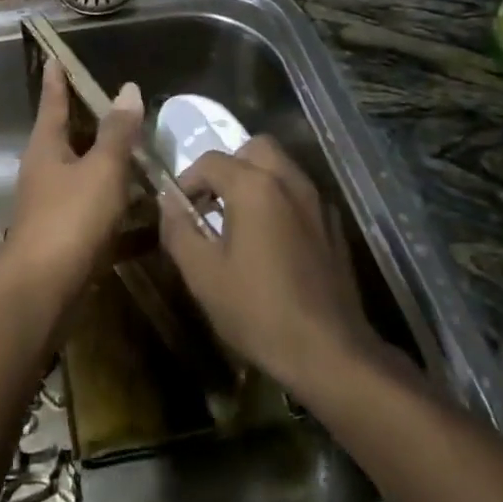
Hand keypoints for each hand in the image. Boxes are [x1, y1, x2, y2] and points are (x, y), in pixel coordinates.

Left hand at [3, 61, 144, 301]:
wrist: (42, 291)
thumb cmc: (70, 218)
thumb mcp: (102, 169)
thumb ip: (117, 132)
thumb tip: (127, 88)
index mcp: (46, 147)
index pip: (52, 102)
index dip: (57, 80)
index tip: (54, 58)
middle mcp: (44, 171)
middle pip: (65, 136)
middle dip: (86, 121)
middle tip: (111, 104)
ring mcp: (51, 205)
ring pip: (81, 173)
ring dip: (104, 163)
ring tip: (135, 153)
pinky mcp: (64, 236)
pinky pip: (92, 208)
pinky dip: (113, 203)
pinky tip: (139, 209)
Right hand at [159, 137, 381, 395]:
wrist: (330, 353)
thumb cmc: (258, 311)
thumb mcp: (203, 275)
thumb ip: (178, 229)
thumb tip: (168, 202)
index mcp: (254, 186)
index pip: (210, 161)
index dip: (187, 180)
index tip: (178, 209)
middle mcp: (288, 181)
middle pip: (255, 148)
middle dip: (229, 166)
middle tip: (214, 201)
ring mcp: (317, 202)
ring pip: (282, 168)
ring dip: (257, 180)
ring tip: (239, 220)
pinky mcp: (334, 226)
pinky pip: (301, 195)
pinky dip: (281, 201)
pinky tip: (273, 241)